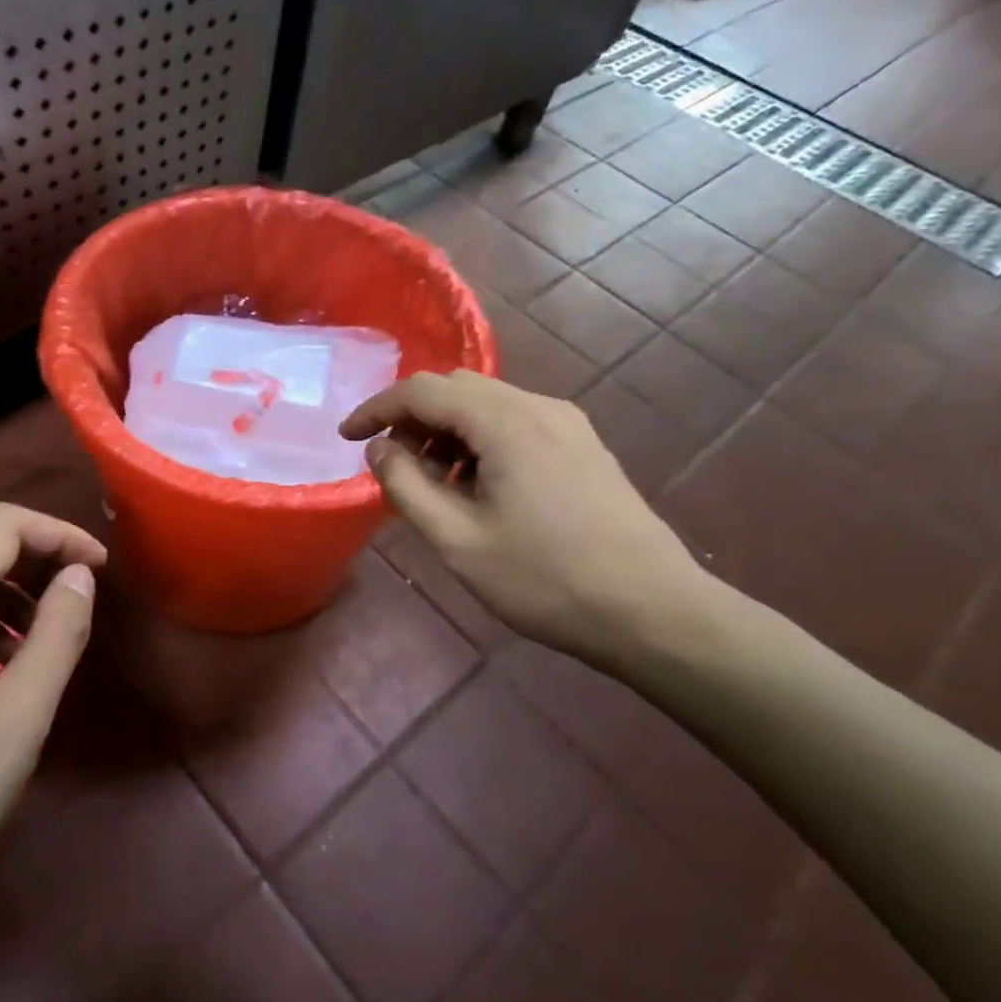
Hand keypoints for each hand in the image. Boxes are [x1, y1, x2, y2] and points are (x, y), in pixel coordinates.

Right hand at [341, 371, 712, 673]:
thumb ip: (406, 486)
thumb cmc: (546, 580)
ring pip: (486, 405)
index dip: (377, 409)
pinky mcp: (582, 445)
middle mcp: (538, 407)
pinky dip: (479, 441)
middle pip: (455, 389)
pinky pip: (515, 423)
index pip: (422, 390)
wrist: (654, 612)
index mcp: (505, 422)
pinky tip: (477, 488)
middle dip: (412, 419)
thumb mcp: (457, 540)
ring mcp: (567, 424)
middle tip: (392, 466)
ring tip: (432, 485)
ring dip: (446, 431)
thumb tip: (379, 448)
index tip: (346, 438)